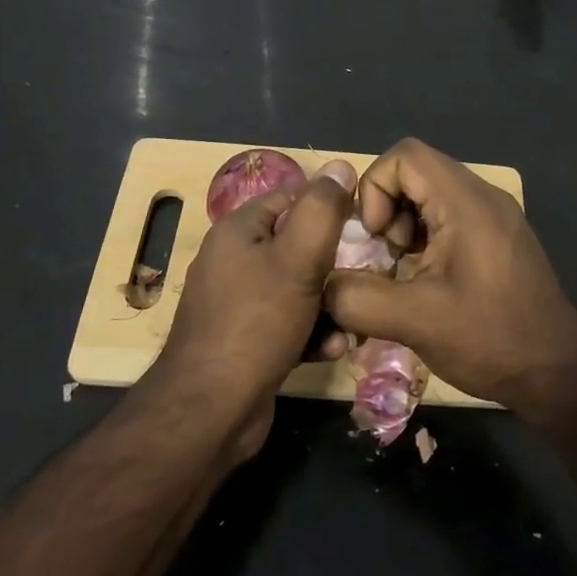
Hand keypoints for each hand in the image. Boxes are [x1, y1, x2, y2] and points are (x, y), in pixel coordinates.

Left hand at [155, 176, 351, 455]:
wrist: (211, 410)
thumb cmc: (257, 322)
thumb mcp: (299, 258)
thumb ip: (323, 209)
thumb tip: (340, 165)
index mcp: (238, 230)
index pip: (290, 196)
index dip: (328, 205)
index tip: (364, 224)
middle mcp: (232, 260)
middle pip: (296, 245)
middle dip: (334, 263)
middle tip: (365, 275)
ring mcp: (236, 303)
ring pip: (297, 288)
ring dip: (328, 304)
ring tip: (353, 320)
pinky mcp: (244, 341)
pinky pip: (287, 323)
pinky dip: (311, 332)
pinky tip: (332, 349)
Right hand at [324, 138, 576, 412]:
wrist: (558, 372)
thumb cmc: (490, 338)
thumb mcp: (415, 321)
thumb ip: (358, 298)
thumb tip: (321, 286)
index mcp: (466, 202)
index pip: (405, 156)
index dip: (375, 188)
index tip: (375, 237)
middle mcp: (483, 196)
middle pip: (417, 172)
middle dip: (387, 209)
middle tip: (385, 256)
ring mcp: (495, 216)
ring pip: (431, 195)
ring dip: (405, 225)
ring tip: (403, 271)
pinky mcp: (499, 238)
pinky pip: (450, 216)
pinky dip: (426, 237)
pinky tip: (426, 280)